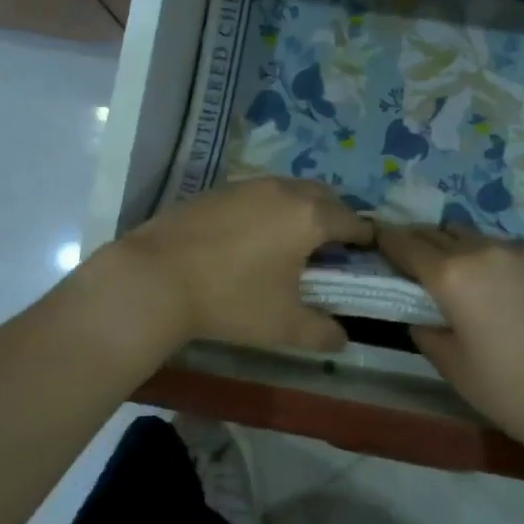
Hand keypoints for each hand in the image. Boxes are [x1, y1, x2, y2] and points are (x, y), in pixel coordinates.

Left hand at [110, 179, 375, 352]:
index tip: (369, 254)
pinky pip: (257, 194)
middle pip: (323, 196)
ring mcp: (246, 185)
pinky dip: (268, 209)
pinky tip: (252, 237)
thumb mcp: (283, 326)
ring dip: (300, 209)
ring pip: (288, 190)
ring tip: (292, 241)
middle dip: (335, 217)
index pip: (352, 221)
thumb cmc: (230, 299)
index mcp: (308, 217)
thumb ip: (322, 332)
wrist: (155, 277)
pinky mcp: (217, 189)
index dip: (365, 239)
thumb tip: (342, 338)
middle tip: (332, 248)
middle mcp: (282, 190)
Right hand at [377, 225, 523, 450]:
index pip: (404, 243)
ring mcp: (515, 252)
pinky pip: (497, 247)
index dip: (383, 240)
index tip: (372, 242)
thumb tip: (421, 314)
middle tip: (406, 263)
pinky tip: (488, 285)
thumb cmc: (509, 388)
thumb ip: (425, 330)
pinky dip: (481, 256)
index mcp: (449, 274)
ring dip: (450, 246)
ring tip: (449, 274)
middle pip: (435, 231)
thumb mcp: (452, 365)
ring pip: (468, 235)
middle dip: (415, 241)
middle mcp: (479, 250)